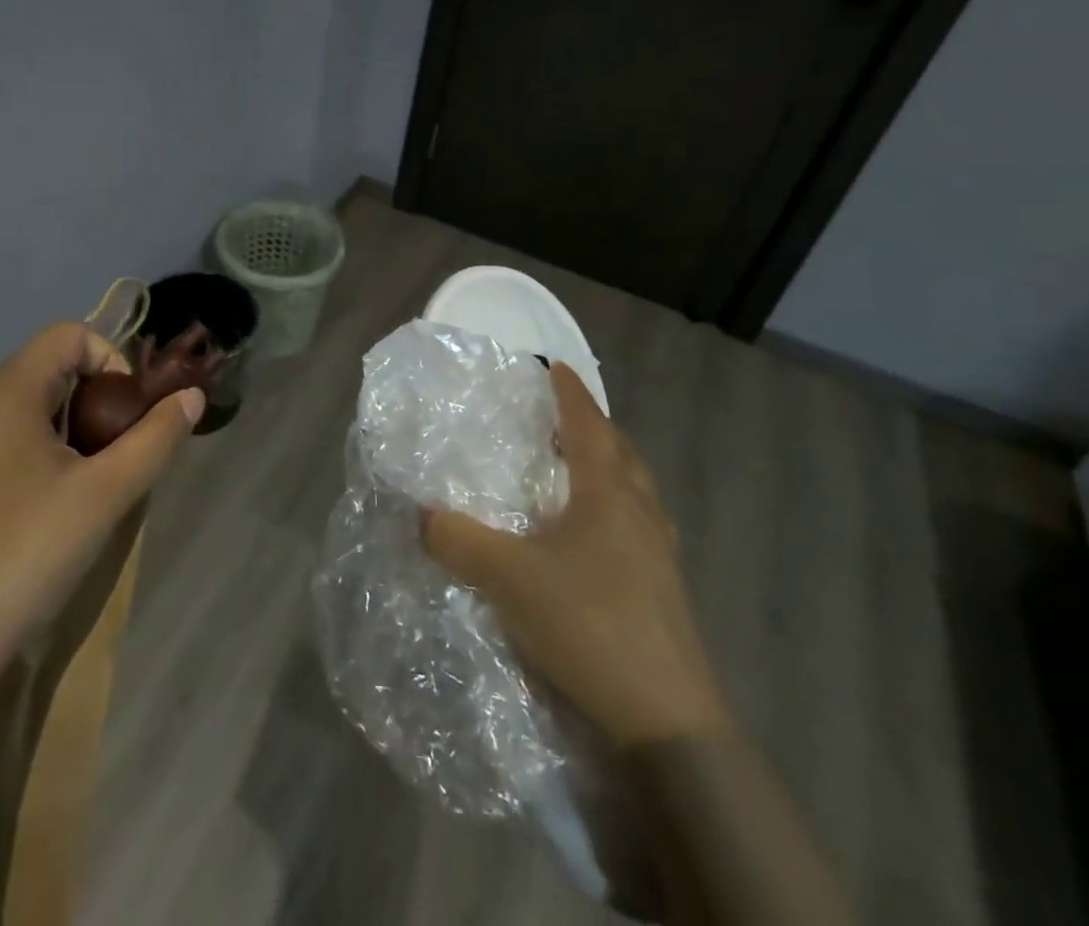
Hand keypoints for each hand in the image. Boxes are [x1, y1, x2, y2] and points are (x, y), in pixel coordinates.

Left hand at [0, 323, 202, 658]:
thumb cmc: (27, 552)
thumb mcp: (106, 494)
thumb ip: (155, 439)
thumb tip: (192, 397)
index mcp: (8, 393)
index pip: (69, 335)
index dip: (112, 360)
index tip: (129, 414)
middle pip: (52, 366)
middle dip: (98, 396)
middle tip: (119, 449)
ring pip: (33, 403)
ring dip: (75, 424)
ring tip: (95, 476)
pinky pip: (11, 434)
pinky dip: (46, 446)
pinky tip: (57, 500)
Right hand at [422, 362, 729, 749]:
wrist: (665, 721)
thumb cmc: (586, 623)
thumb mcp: (505, 576)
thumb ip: (457, 539)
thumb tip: (422, 515)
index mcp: (607, 495)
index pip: (588, 426)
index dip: (570, 394)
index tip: (556, 366)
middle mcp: (639, 515)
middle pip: (621, 455)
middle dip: (594, 429)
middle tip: (563, 418)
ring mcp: (659, 558)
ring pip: (635, 494)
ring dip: (609, 471)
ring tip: (579, 472)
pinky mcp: (664, 597)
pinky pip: (638, 531)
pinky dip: (615, 514)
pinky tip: (595, 540)